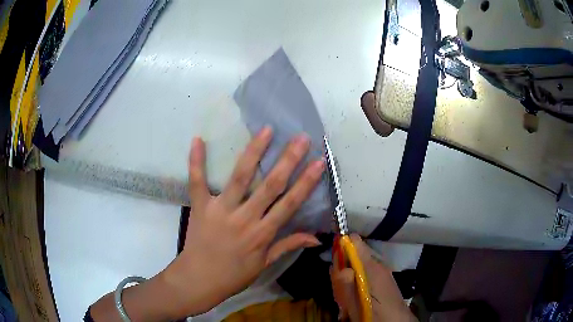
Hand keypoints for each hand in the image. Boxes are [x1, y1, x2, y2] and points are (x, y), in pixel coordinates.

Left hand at [160, 127, 324, 316]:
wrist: (199, 280)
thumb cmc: (234, 275)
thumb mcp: (264, 264)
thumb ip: (288, 246)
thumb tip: (316, 238)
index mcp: (262, 233)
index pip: (290, 203)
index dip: (307, 182)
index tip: (319, 162)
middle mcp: (244, 218)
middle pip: (270, 185)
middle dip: (288, 160)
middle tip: (301, 138)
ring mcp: (220, 210)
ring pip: (240, 177)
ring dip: (254, 152)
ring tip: (266, 130)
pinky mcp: (200, 206)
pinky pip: (197, 181)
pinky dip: (196, 161)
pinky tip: (198, 140)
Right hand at [330, 234, 415, 321]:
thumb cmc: (374, 313)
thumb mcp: (354, 302)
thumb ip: (345, 283)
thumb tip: (337, 264)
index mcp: (371, 266)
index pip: (354, 241)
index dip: (341, 246)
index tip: (333, 262)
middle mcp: (378, 265)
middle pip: (354, 256)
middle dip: (342, 268)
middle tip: (338, 289)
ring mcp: (382, 273)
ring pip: (358, 267)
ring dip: (347, 280)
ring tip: (345, 299)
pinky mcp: (383, 281)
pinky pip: (365, 276)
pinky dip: (357, 285)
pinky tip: (355, 301)